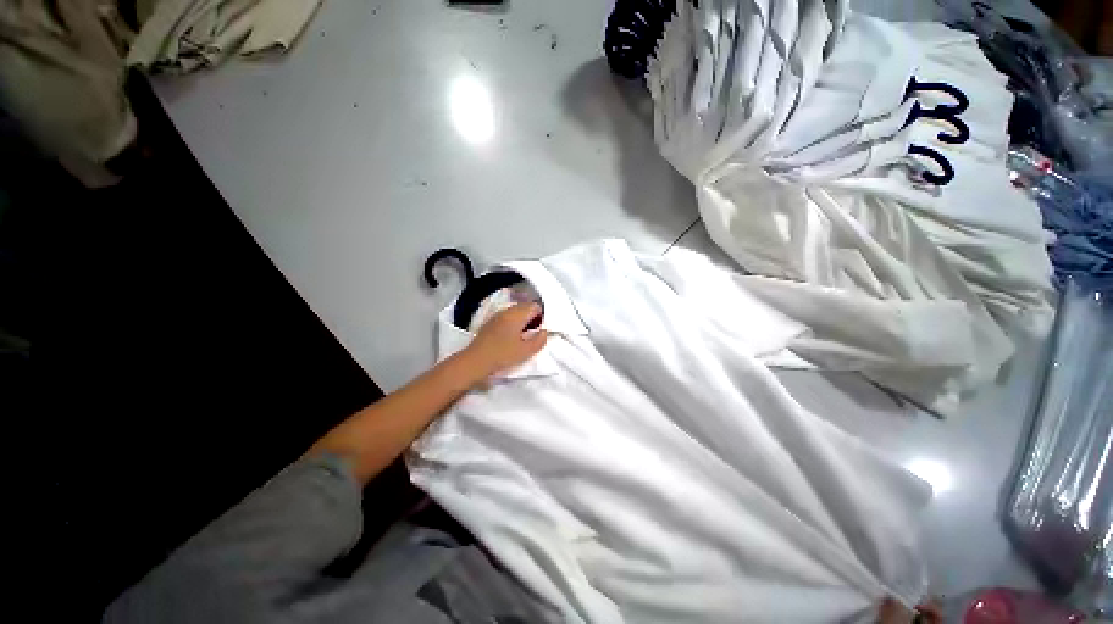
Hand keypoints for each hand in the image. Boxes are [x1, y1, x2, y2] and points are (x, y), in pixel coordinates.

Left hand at [463, 302, 547, 379]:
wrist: (475, 361)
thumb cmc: (502, 355)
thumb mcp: (526, 351)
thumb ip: (540, 340)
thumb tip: (544, 331)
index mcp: (517, 314)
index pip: (535, 306)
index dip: (541, 317)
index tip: (539, 331)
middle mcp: (507, 310)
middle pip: (525, 307)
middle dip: (532, 318)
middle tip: (532, 334)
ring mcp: (497, 315)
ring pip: (516, 312)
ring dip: (522, 321)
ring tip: (522, 337)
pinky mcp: (490, 322)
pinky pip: (507, 317)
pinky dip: (513, 323)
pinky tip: (510, 337)